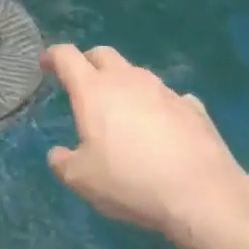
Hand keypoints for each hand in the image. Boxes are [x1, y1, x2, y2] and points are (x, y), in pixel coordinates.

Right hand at [44, 44, 248, 239]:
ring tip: (123, 109)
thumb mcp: (82, 180)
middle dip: (89, 62)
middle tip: (83, 83)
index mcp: (93, 90)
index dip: (53, 56)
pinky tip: (163, 128)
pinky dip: (159, 106)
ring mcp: (163, 90)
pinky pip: (169, 98)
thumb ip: (63, 162)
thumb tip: (58, 154)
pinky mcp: (192, 108)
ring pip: (136, 73)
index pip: (67, 56)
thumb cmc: (130, 182)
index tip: (47, 64)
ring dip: (124, 83)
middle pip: (102, 54)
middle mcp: (127, 80)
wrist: (201, 194)